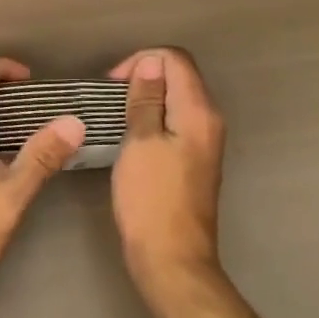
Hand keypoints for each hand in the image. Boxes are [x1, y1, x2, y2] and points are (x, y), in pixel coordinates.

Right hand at [108, 48, 226, 298]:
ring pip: (176, 99)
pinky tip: (129, 136)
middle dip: (143, 76)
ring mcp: (204, 142)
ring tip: (115, 115)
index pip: (176, 59)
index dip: (142, 60)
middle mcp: (209, 121)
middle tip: (110, 98)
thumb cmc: (150, 198)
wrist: (171, 258)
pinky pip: (174, 122)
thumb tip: (149, 63)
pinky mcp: (194, 160)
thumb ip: (146, 99)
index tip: (112, 84)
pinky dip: (152, 118)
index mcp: (198, 112)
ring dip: (145, 98)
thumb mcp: (140, 142)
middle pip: (179, 76)